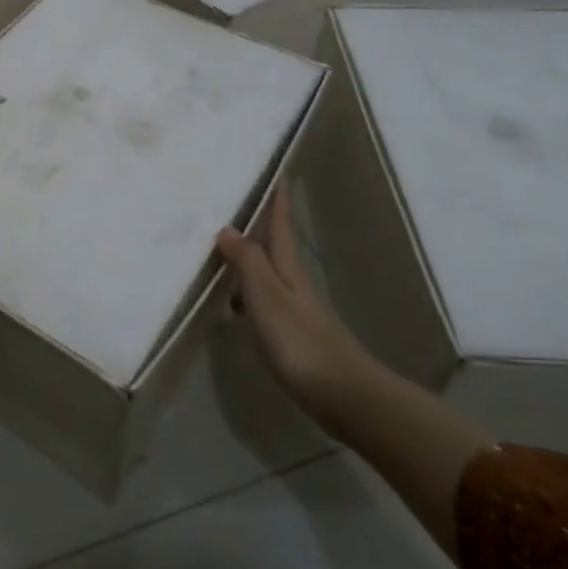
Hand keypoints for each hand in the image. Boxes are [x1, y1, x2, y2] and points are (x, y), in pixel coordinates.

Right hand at [215, 187, 365, 428]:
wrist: (342, 395)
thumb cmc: (299, 340)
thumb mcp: (265, 294)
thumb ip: (246, 260)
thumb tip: (228, 227)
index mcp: (288, 269)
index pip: (281, 225)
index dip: (278, 200)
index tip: (279, 172)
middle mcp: (293, 284)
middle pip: (275, 247)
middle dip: (262, 225)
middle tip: (240, 205)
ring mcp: (296, 311)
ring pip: (269, 274)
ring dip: (251, 259)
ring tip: (225, 249)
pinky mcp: (293, 336)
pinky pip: (264, 301)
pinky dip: (248, 293)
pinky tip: (236, 303)